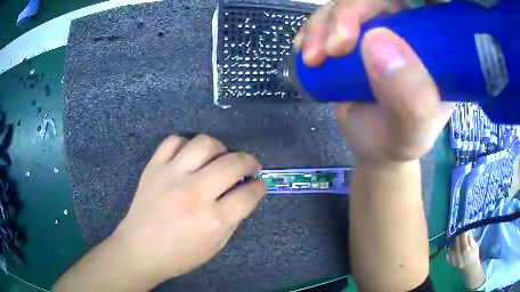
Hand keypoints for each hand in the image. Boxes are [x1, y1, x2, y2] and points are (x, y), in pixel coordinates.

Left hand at [113, 134, 265, 283]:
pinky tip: (190, 157)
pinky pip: (174, 141)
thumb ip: (233, 218)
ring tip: (220, 158)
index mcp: (213, 220)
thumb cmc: (180, 255)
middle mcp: (195, 193)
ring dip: (221, 148)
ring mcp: (172, 176)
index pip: (248, 194)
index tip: (258, 184)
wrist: (140, 249)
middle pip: (233, 163)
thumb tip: (244, 193)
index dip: (259, 187)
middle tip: (250, 166)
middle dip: (249, 162)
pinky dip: (187, 145)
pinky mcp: (154, 167)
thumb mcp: (215, 245)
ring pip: (205, 144)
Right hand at [297, 0, 453, 163]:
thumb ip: (410, 98)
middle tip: (335, 47)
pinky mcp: (352, 34)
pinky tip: (307, 51)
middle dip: (349, 12)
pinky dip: (312, 30)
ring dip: (323, 24)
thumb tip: (376, 40)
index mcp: (435, 48)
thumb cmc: (399, 141)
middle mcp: (408, 30)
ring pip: (346, 3)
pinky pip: (328, 16)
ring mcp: (378, 28)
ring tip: (314, 58)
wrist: (372, 145)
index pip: (424, 4)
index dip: (402, 2)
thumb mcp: (412, 131)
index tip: (379, 18)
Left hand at [446, 231, 480, 269]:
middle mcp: (459, 258)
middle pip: (457, 246)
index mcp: (467, 253)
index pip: (463, 242)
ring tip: (456, 240)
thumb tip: (467, 232)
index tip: (462, 229)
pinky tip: (451, 248)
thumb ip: (471, 240)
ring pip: (452, 250)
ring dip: (453, 244)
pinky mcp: (452, 265)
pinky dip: (449, 252)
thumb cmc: (474, 257)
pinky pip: (448, 257)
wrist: (470, 271)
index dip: (462, 235)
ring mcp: (455, 262)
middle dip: (457, 238)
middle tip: (458, 232)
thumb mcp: (475, 247)